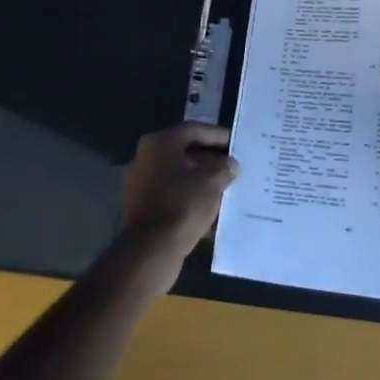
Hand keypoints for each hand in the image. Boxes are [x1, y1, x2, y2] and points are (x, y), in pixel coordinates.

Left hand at [121, 123, 238, 277]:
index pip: (194, 130)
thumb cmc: (183, 204)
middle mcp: (147, 158)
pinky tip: (214, 213)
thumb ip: (224, 167)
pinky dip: (193, 201)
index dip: (218, 135)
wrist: (152, 249)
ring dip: (204, 182)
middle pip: (186, 153)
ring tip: (229, 189)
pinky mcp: (144, 209)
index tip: (237, 144)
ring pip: (181, 177)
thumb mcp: (212, 181)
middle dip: (212, 161)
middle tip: (235, 167)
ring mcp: (142, 185)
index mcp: (160, 143)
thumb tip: (230, 164)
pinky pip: (175, 197)